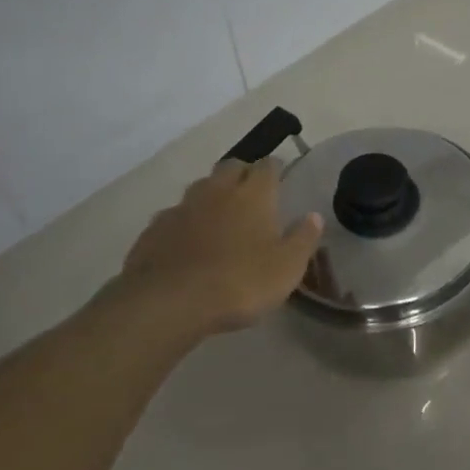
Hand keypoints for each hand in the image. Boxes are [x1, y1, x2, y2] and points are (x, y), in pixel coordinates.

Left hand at [106, 158, 322, 339]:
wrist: (170, 302)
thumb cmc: (240, 282)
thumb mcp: (287, 267)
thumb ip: (303, 238)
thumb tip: (314, 216)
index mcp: (253, 195)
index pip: (267, 166)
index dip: (275, 167)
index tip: (280, 174)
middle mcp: (217, 191)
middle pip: (231, 167)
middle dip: (243, 173)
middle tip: (252, 191)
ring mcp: (182, 208)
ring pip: (201, 187)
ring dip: (213, 194)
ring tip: (221, 214)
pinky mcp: (155, 229)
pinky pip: (175, 215)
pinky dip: (186, 220)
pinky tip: (188, 239)